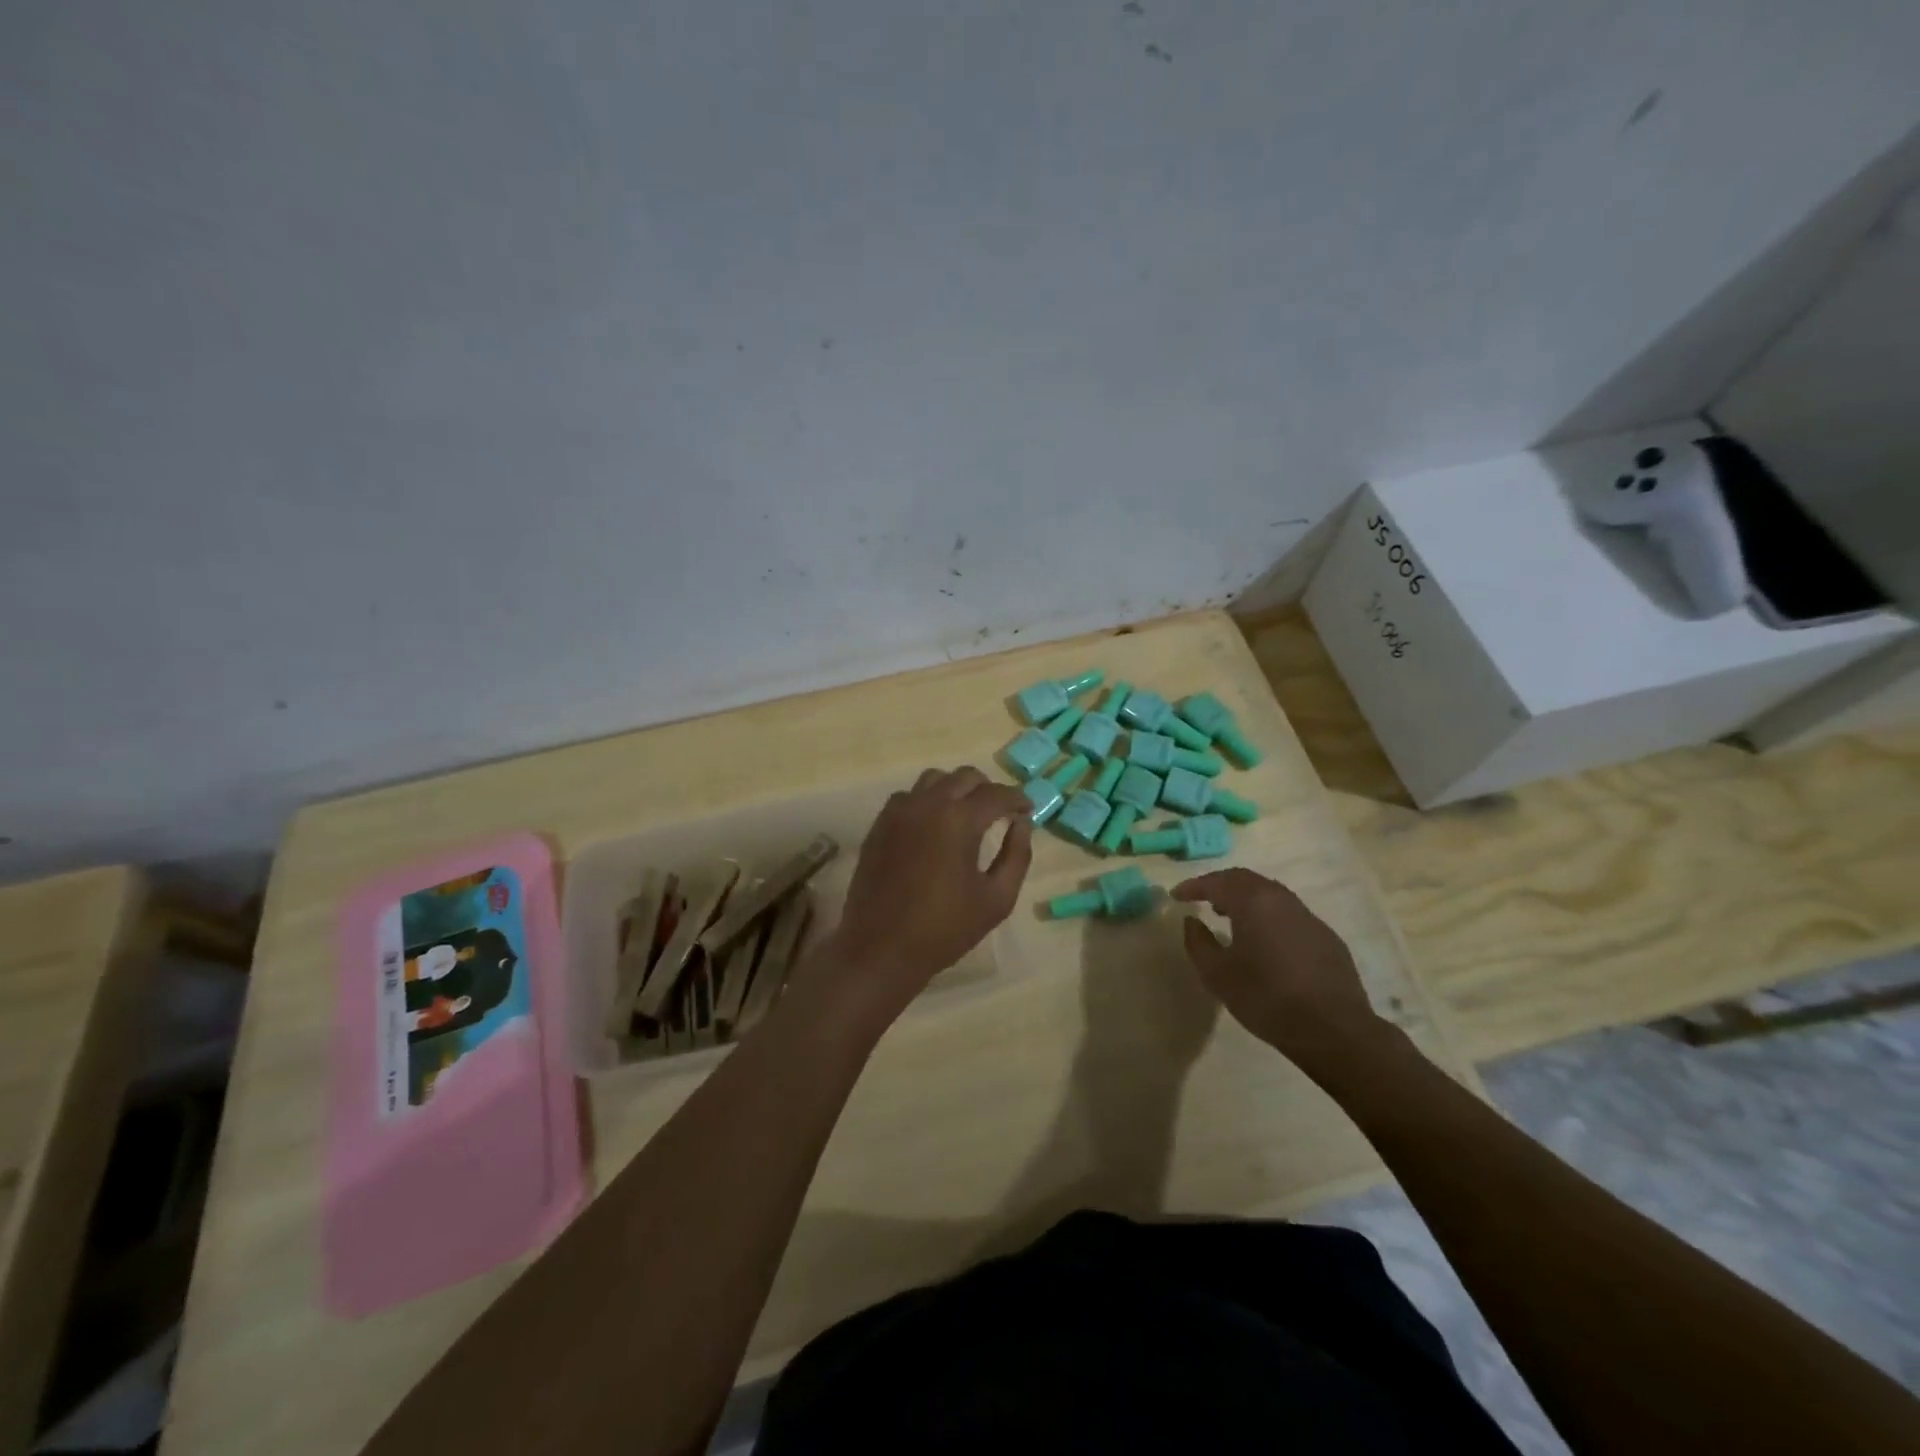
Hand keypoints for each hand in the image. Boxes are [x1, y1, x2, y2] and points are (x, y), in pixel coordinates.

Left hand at [820, 767, 1032, 1025]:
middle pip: (965, 777)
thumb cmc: (945, 929)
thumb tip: (1021, 824)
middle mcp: (927, 804)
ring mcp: (898, 812)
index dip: (1017, 798)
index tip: (1028, 809)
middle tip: (1000, 811)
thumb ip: (1016, 855)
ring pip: (934, 780)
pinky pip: (908, 796)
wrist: (881, 948)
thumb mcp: (997, 899)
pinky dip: (928, 800)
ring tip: (967, 814)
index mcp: (959, 820)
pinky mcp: (879, 825)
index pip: (996, 794)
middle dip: (988, 789)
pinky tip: (934, 825)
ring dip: (956, 789)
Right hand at [1172, 868, 1383, 1073]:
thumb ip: (1198, 942)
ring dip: (1246, 899)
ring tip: (1230, 917)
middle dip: (1221, 885)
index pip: (1217, 882)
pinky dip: (1268, 916)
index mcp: (1253, 902)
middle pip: (1246, 880)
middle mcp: (1282, 900)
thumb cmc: (1266, 998)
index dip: (1193, 886)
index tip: (1176, 895)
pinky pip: (1289, 914)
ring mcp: (1308, 917)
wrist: (1333, 1030)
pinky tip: (1264, 941)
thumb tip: (1192, 921)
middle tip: (1203, 899)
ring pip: (1270, 894)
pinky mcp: (1326, 937)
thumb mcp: (1217, 974)